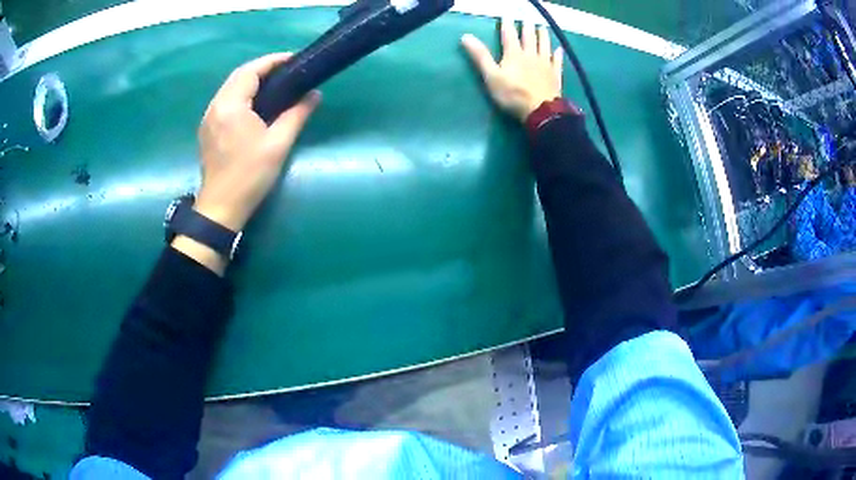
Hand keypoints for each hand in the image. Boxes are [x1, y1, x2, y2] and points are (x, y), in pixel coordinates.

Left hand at [195, 52, 320, 231]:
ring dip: (250, 80)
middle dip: (262, 68)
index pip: (251, 71)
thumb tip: (314, 95)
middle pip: (238, 75)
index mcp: (231, 105)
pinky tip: (254, 103)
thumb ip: (297, 114)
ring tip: (274, 84)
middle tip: (286, 71)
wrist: (221, 208)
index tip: (294, 60)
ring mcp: (208, 118)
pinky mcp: (207, 129)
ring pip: (230, 87)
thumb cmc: (250, 176)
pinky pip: (224, 100)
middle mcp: (215, 106)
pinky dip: (241, 94)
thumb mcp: (278, 144)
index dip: (273, 61)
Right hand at [462, 20, 562, 121]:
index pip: (509, 35)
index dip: (507, 24)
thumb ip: (480, 56)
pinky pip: (557, 61)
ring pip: (544, 45)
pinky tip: (559, 49)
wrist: (541, 111)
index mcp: (514, 54)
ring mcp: (545, 64)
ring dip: (543, 35)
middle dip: (527, 27)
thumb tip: (466, 36)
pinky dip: (557, 54)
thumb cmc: (513, 94)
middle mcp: (531, 55)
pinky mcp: (555, 75)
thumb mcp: (491, 76)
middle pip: (529, 37)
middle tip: (527, 19)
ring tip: (542, 27)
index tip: (507, 15)